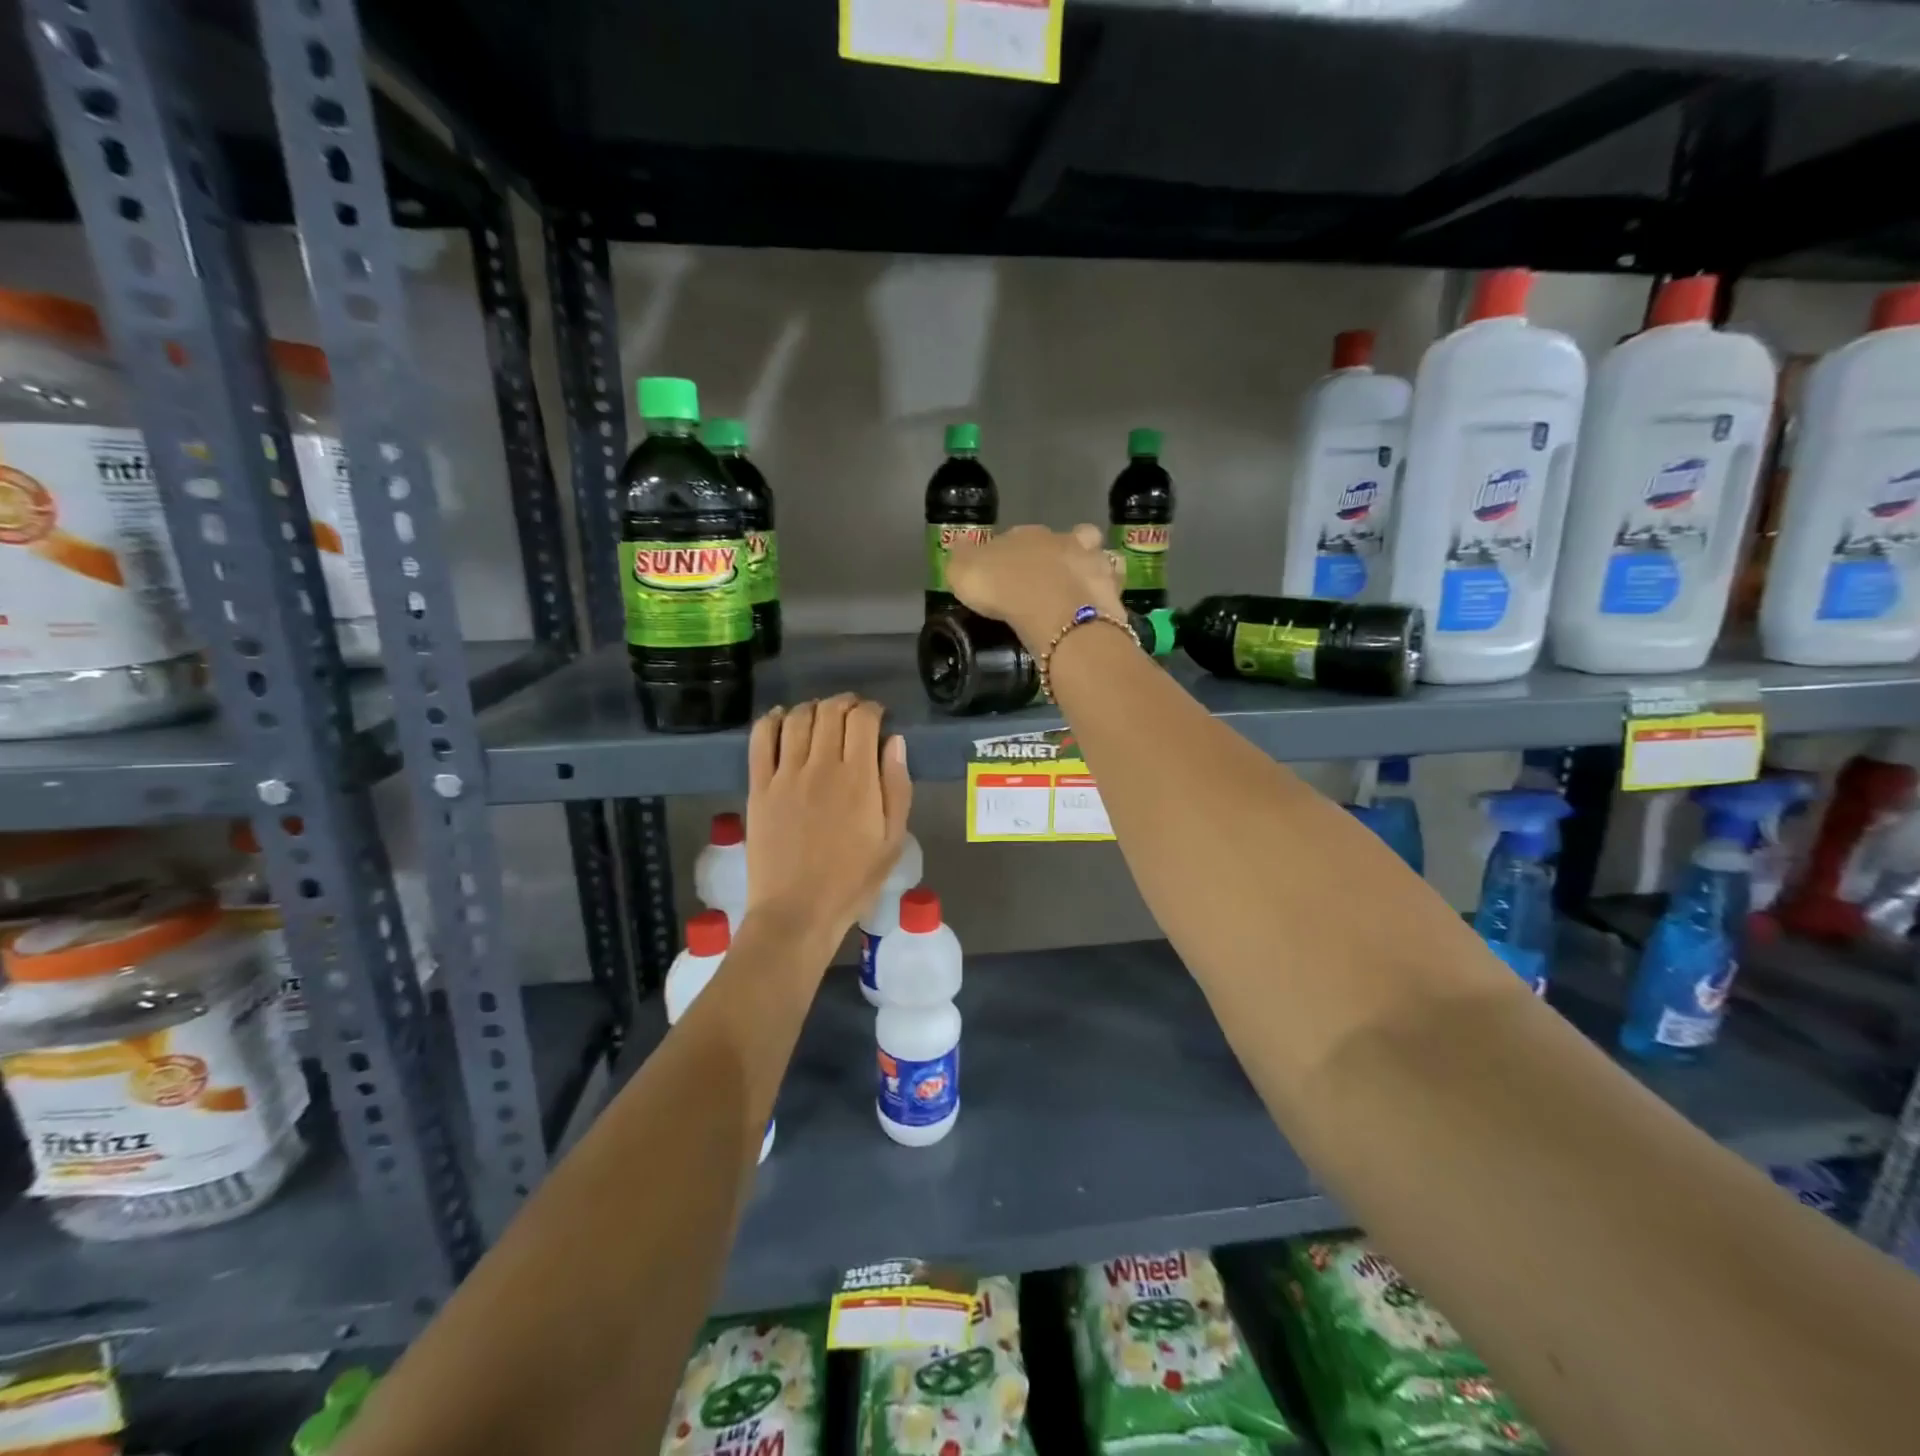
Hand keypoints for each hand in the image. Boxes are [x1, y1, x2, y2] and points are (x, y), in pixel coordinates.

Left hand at [745, 695, 911, 952]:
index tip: (878, 717)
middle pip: (830, 712)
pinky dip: (772, 720)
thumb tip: (894, 742)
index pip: (863, 720)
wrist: (797, 912)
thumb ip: (896, 787)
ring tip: (821, 715)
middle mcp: (821, 767)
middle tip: (853, 713)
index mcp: (858, 779)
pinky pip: (761, 740)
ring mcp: (785, 775)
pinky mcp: (759, 787)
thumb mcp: (892, 840)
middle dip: (845, 703)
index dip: (873, 710)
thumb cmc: (852, 881)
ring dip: (813, 708)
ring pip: (797, 719)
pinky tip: (781, 718)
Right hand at [944, 524, 1125, 649]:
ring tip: (1080, 590)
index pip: (1018, 537)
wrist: (1055, 612)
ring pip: (1096, 554)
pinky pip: (1112, 584)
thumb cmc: (1005, 589)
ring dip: (1090, 566)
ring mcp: (1093, 560)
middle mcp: (1062, 539)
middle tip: (1048, 581)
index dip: (1013, 554)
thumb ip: (962, 558)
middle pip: (1064, 539)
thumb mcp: (964, 572)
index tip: (1008, 574)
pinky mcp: (1112, 586)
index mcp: (1025, 534)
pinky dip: (1107, 591)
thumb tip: (960, 544)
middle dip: (1058, 554)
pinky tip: (1098, 606)